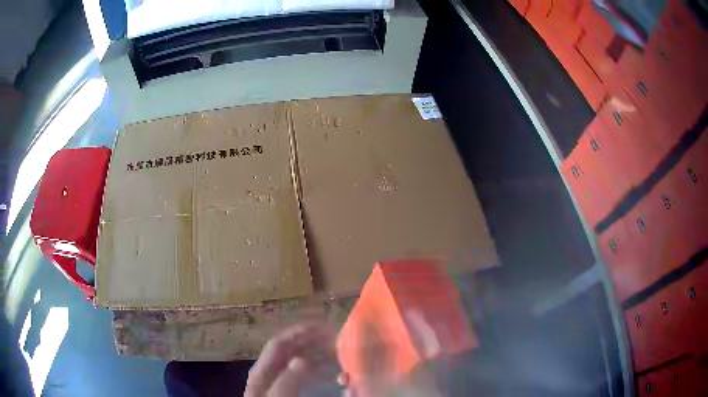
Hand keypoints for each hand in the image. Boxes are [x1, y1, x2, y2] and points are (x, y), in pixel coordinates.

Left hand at [245, 322, 335, 396]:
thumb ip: (287, 380)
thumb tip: (302, 359)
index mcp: (262, 370)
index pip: (280, 343)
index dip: (300, 332)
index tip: (325, 328)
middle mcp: (268, 371)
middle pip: (289, 348)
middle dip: (311, 340)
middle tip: (336, 338)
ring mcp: (277, 380)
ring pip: (296, 358)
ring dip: (315, 351)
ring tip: (336, 350)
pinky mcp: (286, 388)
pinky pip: (302, 372)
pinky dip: (316, 366)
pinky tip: (328, 370)